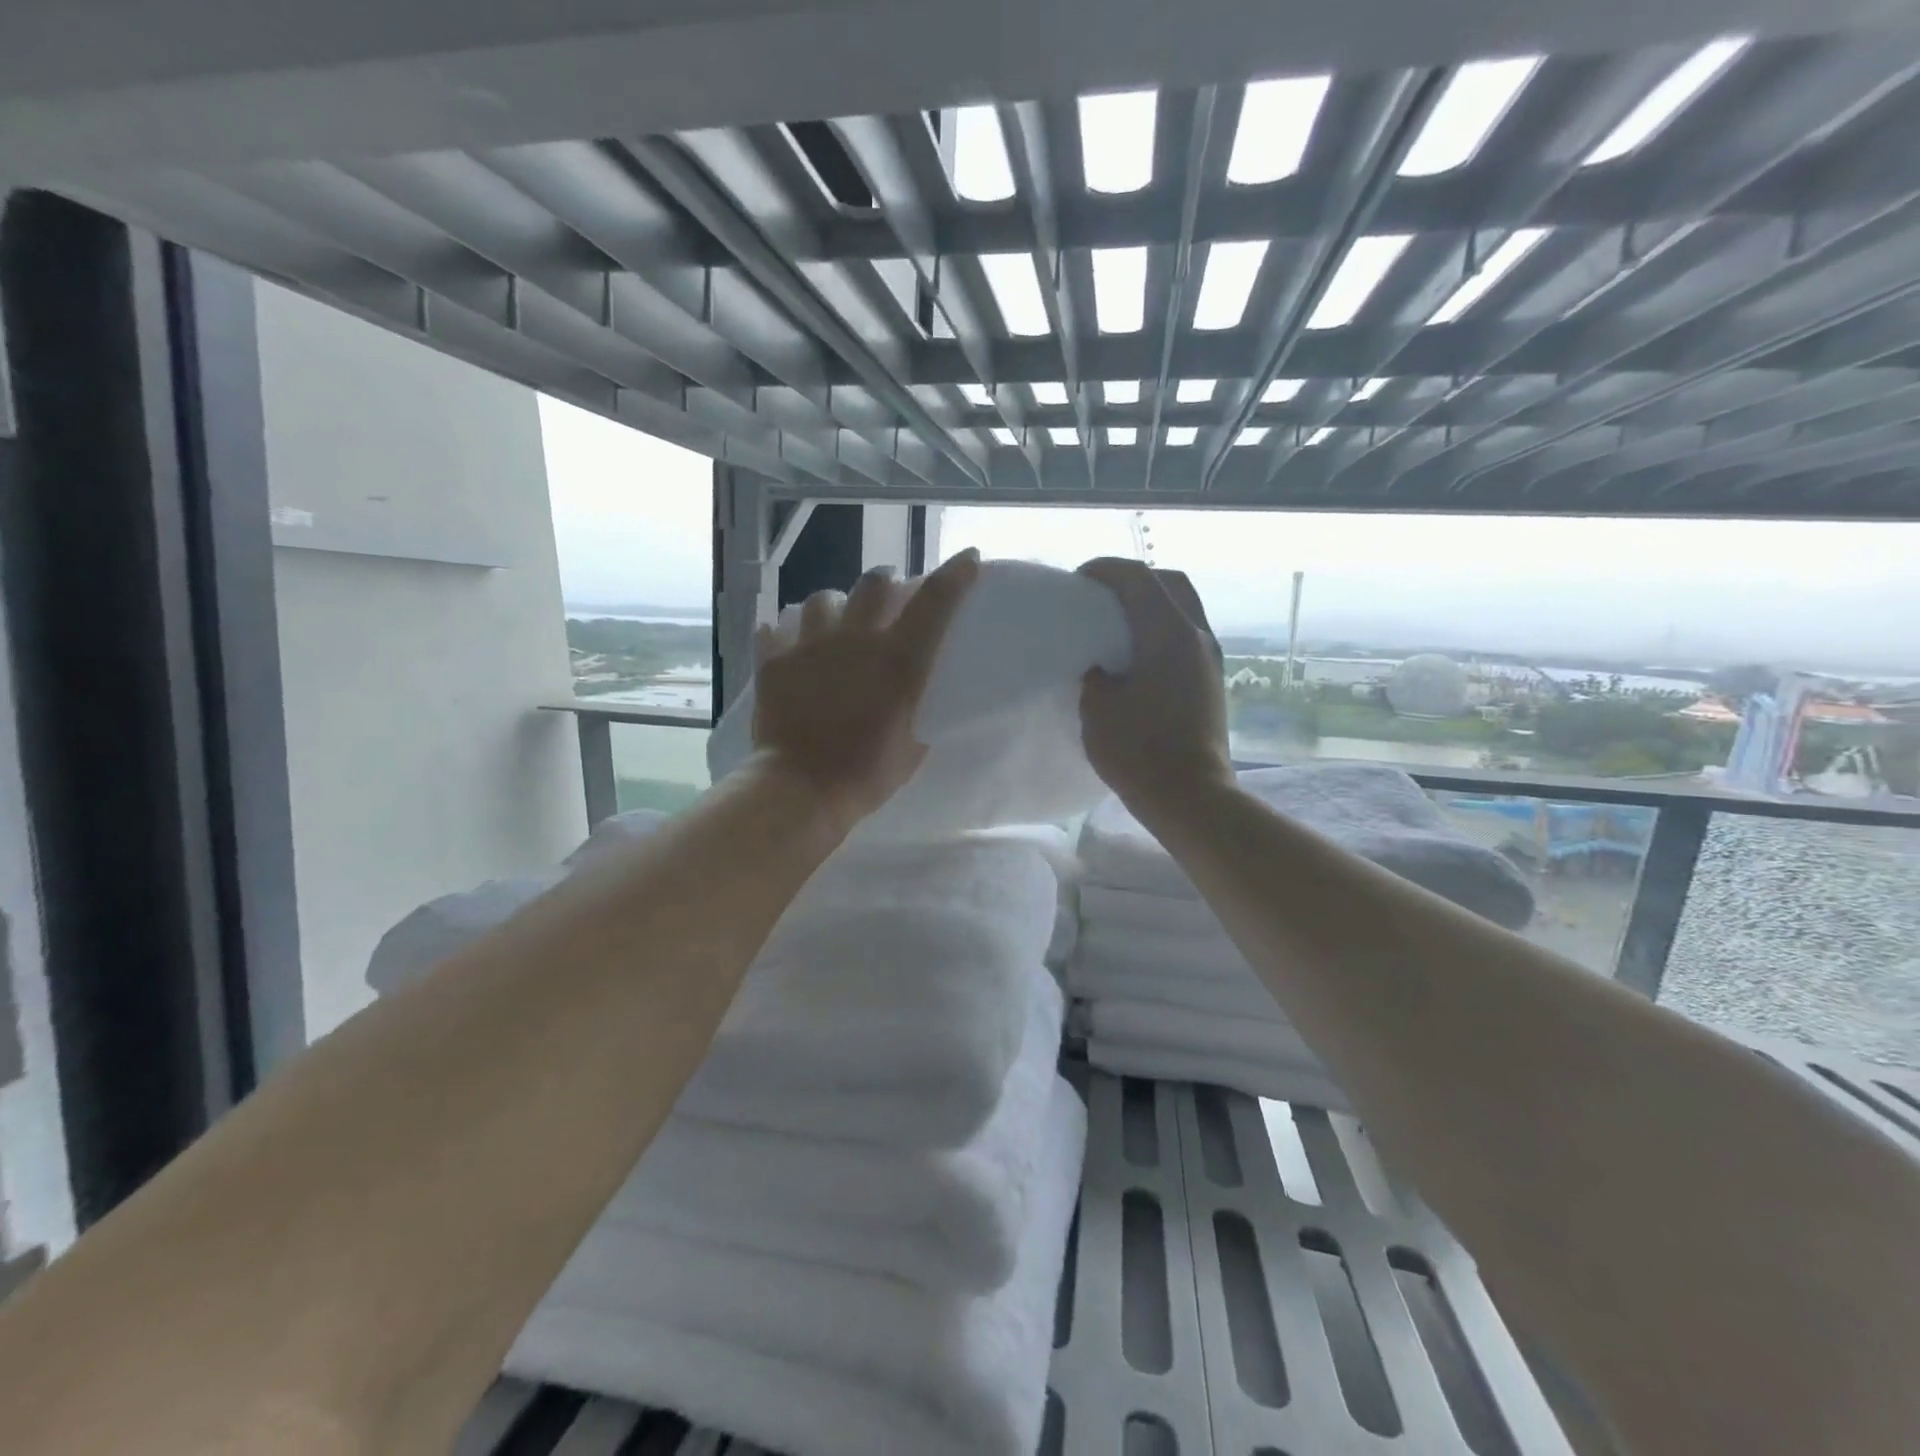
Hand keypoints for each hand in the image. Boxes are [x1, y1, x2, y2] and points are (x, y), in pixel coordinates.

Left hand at [751, 549, 980, 832]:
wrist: (800, 789)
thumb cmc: (866, 774)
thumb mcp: (912, 747)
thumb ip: (916, 710)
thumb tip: (913, 697)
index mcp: (898, 660)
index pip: (935, 602)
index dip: (955, 575)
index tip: (968, 560)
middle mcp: (856, 639)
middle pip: (875, 582)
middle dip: (887, 584)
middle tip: (888, 600)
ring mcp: (809, 645)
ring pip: (823, 599)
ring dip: (835, 606)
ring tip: (835, 623)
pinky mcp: (773, 660)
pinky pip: (775, 627)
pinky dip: (785, 633)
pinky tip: (789, 644)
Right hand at [1077, 557, 1233, 812]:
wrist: (1190, 797)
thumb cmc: (1139, 751)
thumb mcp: (1097, 709)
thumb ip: (1094, 677)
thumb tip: (1102, 670)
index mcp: (1169, 633)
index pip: (1138, 578)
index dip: (1105, 570)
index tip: (1078, 580)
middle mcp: (1197, 636)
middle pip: (1171, 582)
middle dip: (1135, 579)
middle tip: (1102, 595)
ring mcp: (1210, 659)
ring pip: (1184, 608)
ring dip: (1151, 604)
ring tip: (1117, 623)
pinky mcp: (1211, 681)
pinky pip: (1186, 636)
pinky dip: (1161, 630)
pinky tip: (1137, 654)